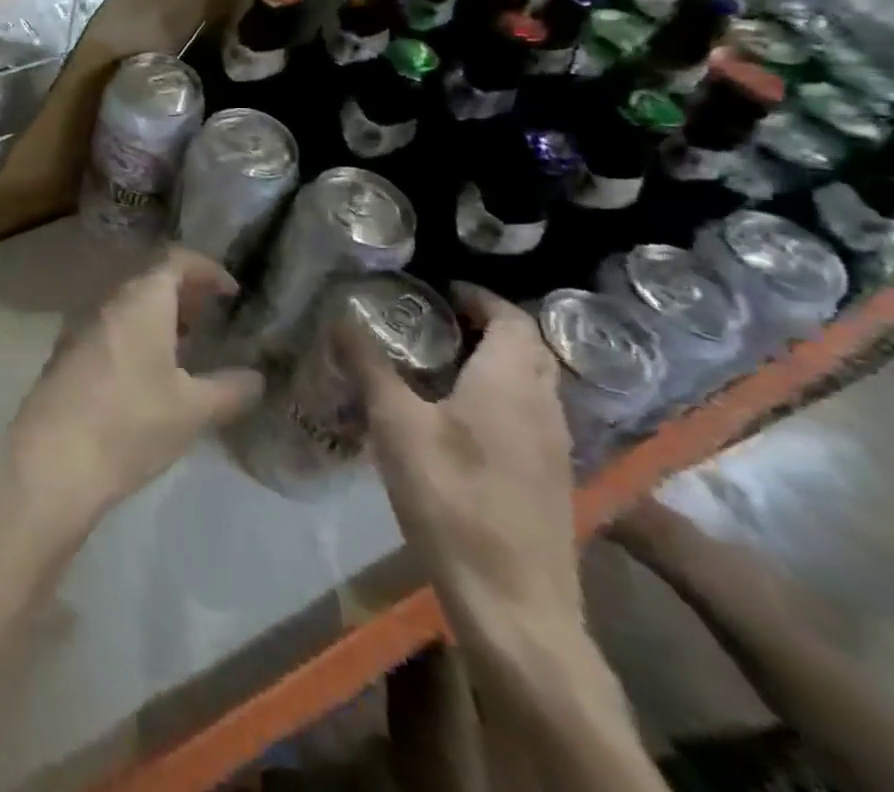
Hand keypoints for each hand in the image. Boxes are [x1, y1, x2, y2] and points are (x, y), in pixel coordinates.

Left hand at [5, 249, 263, 527]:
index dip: (206, 269)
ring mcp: (81, 326)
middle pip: (149, 279)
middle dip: (184, 293)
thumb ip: (229, 389)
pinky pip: (110, 328)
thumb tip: (256, 378)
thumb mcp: (192, 410)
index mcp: (140, 300)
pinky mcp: (67, 354)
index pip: (174, 259)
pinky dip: (136, 335)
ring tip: (188, 347)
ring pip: (127, 305)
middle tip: (212, 318)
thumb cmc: (131, 423)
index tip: (232, 292)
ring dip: (158, 316)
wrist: (52, 459)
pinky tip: (151, 372)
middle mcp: (108, 302)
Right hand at [341, 282, 579, 632]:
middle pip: (529, 349)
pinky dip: (501, 397)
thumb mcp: (395, 424)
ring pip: (533, 385)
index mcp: (510, 383)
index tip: (441, 289)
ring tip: (441, 362)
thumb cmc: (451, 497)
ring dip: (497, 362)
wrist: (513, 604)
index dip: (480, 298)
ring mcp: (554, 448)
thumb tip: (339, 316)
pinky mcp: (550, 481)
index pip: (512, 319)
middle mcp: (543, 407)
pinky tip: (459, 418)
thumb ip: (368, 365)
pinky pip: (530, 416)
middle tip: (437, 320)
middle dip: (489, 326)